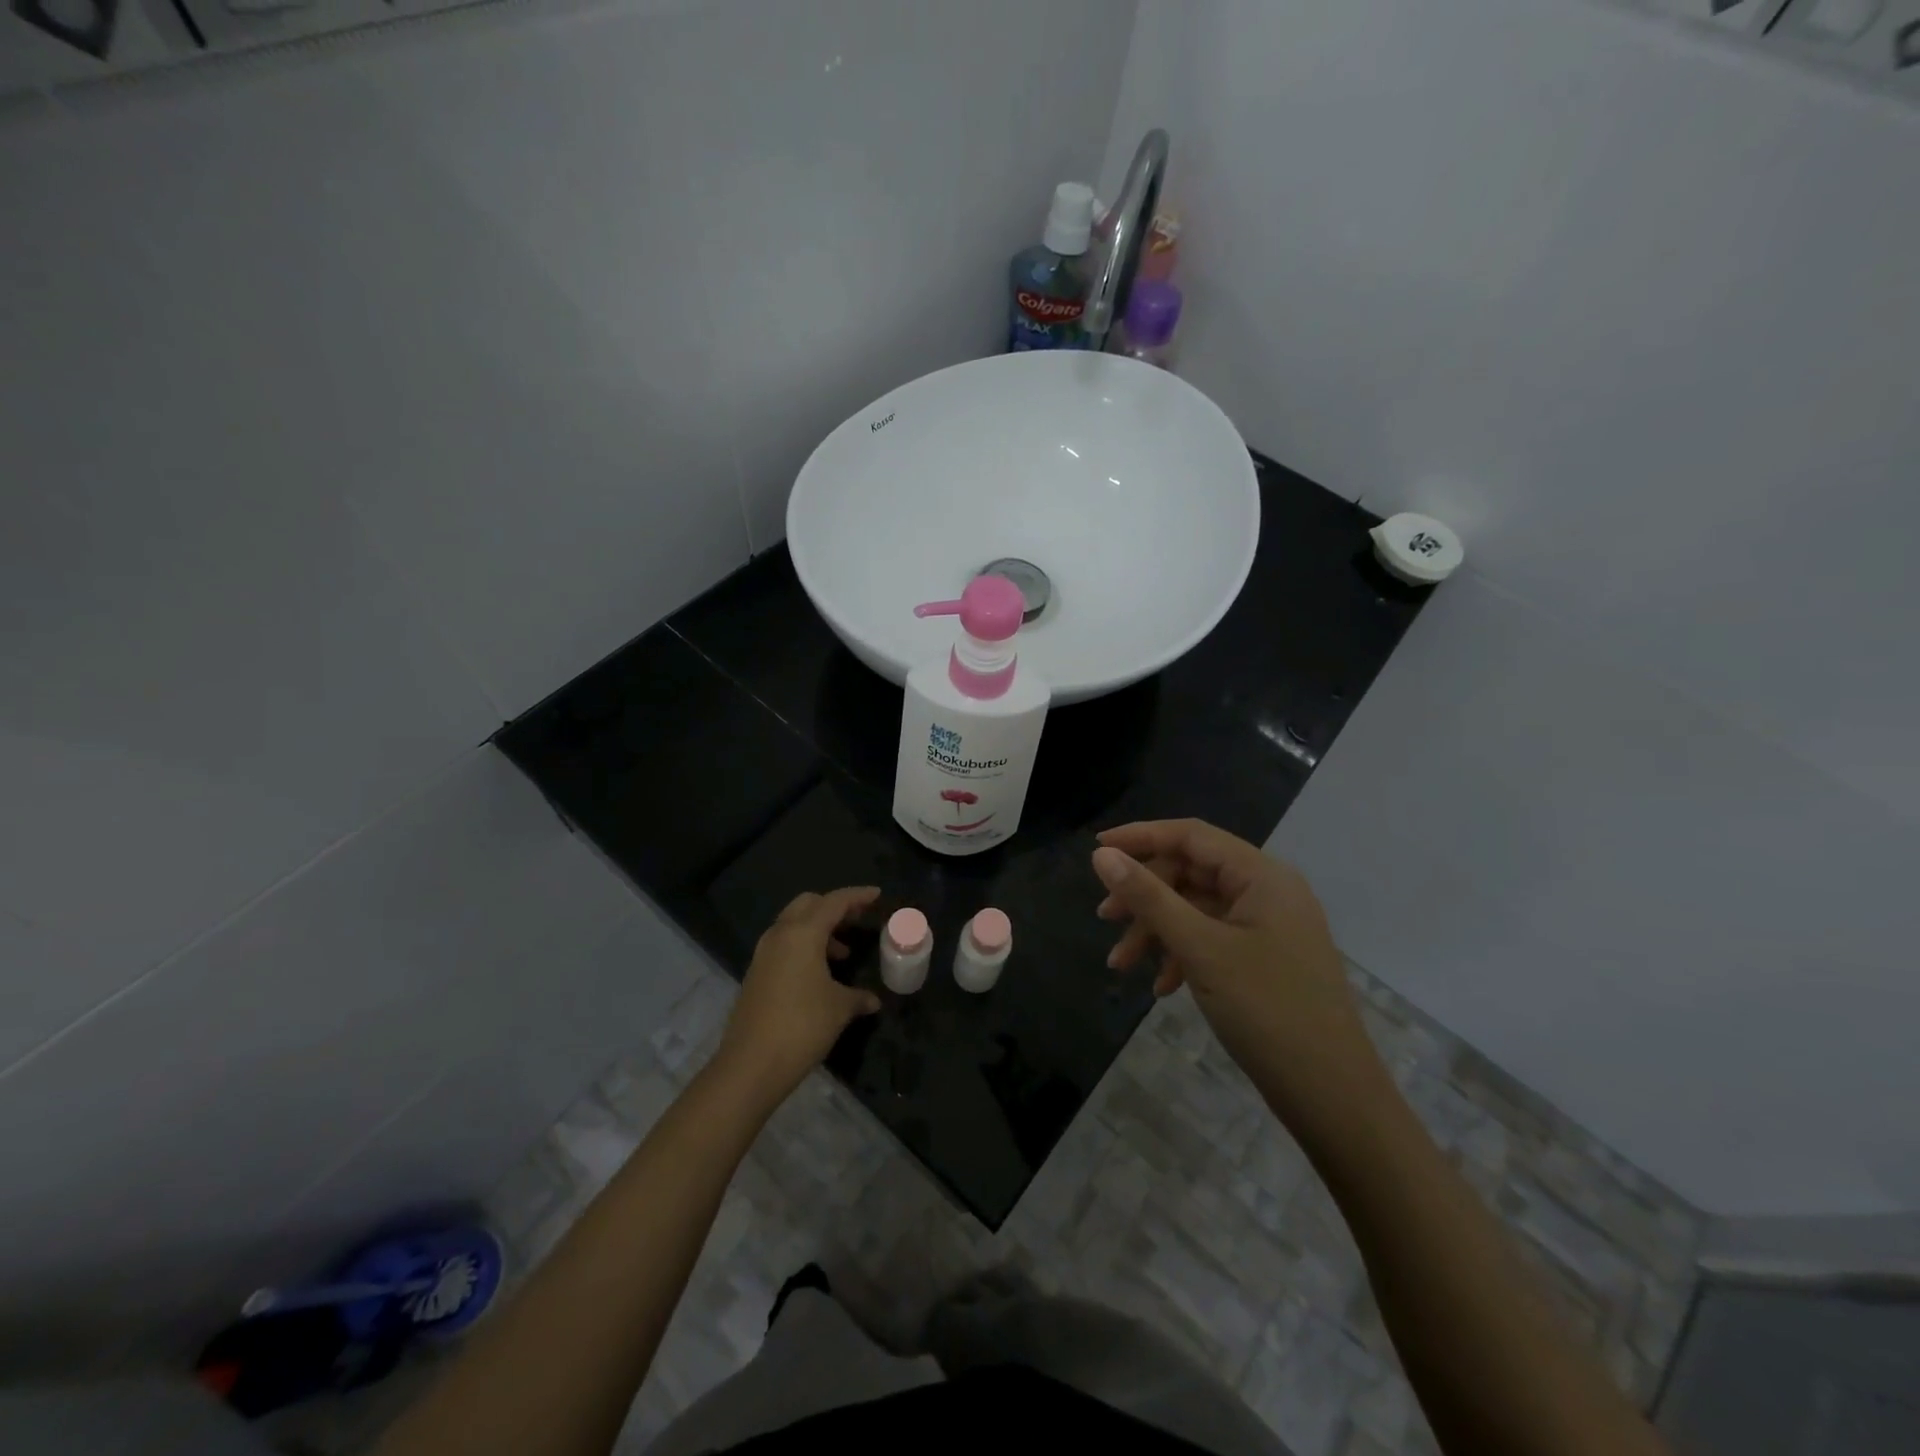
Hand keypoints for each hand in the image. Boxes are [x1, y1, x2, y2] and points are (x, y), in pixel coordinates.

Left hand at [717, 887, 883, 1102]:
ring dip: (819, 929)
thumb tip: (872, 1000)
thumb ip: (858, 997)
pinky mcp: (756, 974)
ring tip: (843, 953)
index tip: (877, 895)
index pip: (834, 902)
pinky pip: (784, 945)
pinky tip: (819, 974)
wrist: (751, 1065)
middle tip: (857, 919)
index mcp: (802, 933)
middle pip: (808, 904)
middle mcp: (780, 935)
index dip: (857, 896)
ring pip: (793, 924)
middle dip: (834, 907)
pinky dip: (804, 946)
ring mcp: (763, 954)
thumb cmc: (802, 1026)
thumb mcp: (839, 1008)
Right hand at [1092, 820, 1385, 1123]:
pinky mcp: (1264, 959)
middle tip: (1104, 919)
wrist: (1333, 1096)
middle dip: (1145, 895)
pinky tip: (1161, 987)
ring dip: (1156, 930)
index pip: (1191, 836)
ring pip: (1196, 909)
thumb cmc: (1267, 1010)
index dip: (1140, 836)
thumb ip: (1149, 897)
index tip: (1095, 850)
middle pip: (1190, 873)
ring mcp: (1268, 927)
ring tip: (1121, 964)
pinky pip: (1212, 939)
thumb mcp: (1200, 949)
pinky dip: (1181, 954)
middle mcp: (1267, 891)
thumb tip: (1102, 855)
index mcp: (1262, 876)